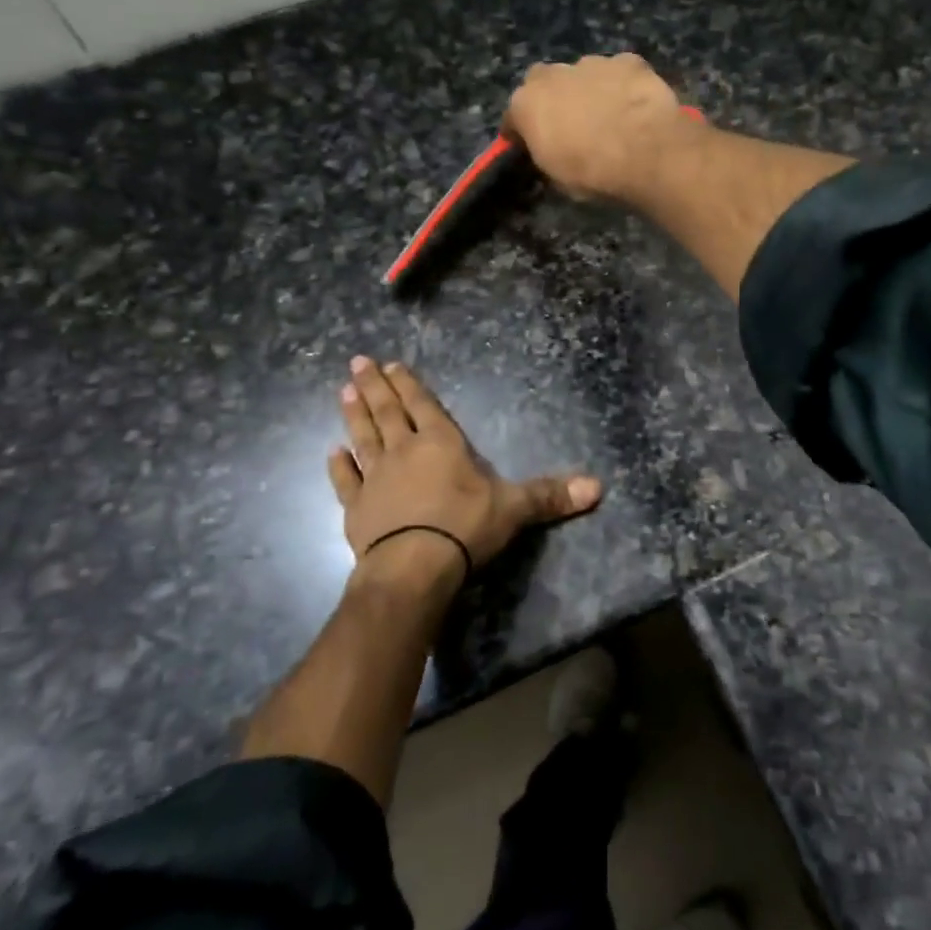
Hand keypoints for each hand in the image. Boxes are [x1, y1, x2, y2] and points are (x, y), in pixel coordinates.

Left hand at [328, 357, 602, 586]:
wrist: (413, 568)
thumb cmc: (464, 528)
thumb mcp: (514, 509)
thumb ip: (550, 495)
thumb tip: (598, 487)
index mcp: (440, 444)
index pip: (423, 406)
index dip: (409, 384)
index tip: (392, 364)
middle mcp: (404, 452)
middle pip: (387, 412)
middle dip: (374, 386)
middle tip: (357, 361)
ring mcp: (375, 479)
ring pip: (363, 438)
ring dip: (354, 414)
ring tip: (343, 391)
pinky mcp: (356, 509)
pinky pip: (345, 482)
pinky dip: (338, 466)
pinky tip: (331, 452)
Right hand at [504, 53, 693, 200]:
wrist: (647, 154)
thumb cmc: (593, 174)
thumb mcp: (558, 178)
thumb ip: (548, 155)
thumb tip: (553, 151)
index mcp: (526, 104)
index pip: (514, 116)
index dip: (521, 131)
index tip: (528, 144)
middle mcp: (553, 74)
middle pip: (544, 83)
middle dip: (552, 100)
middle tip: (570, 124)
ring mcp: (592, 63)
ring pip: (583, 74)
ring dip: (589, 90)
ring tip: (608, 115)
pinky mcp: (628, 61)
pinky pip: (619, 72)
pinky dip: (622, 85)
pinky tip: (634, 104)